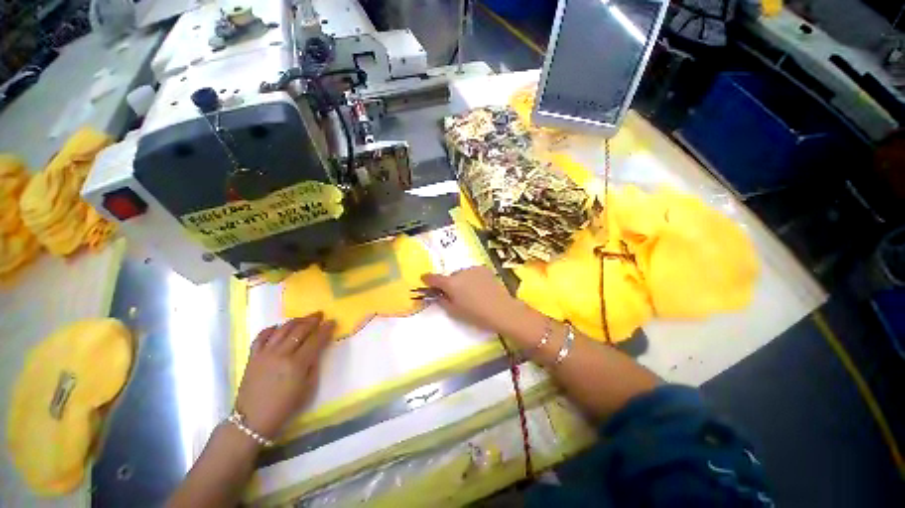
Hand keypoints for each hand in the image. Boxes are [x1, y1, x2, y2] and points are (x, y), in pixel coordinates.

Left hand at [234, 313, 335, 438]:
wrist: (252, 420)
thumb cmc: (285, 407)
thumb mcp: (308, 389)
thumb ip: (314, 366)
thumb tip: (317, 351)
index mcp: (297, 364)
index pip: (315, 340)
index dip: (325, 329)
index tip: (332, 322)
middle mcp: (281, 354)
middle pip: (299, 330)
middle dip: (312, 320)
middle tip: (320, 315)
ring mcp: (265, 354)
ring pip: (282, 329)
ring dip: (295, 321)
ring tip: (304, 318)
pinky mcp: (253, 357)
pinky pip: (261, 337)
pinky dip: (271, 329)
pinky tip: (278, 327)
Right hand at [421, 266, 523, 332]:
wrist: (501, 310)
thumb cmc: (476, 314)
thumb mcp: (455, 311)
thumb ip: (442, 301)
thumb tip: (437, 295)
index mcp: (451, 283)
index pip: (434, 278)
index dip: (427, 279)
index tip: (424, 279)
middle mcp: (460, 272)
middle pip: (450, 277)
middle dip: (450, 284)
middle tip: (456, 295)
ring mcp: (473, 269)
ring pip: (462, 274)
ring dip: (462, 280)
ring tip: (471, 293)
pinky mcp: (484, 269)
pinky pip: (473, 273)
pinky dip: (473, 278)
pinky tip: (480, 288)